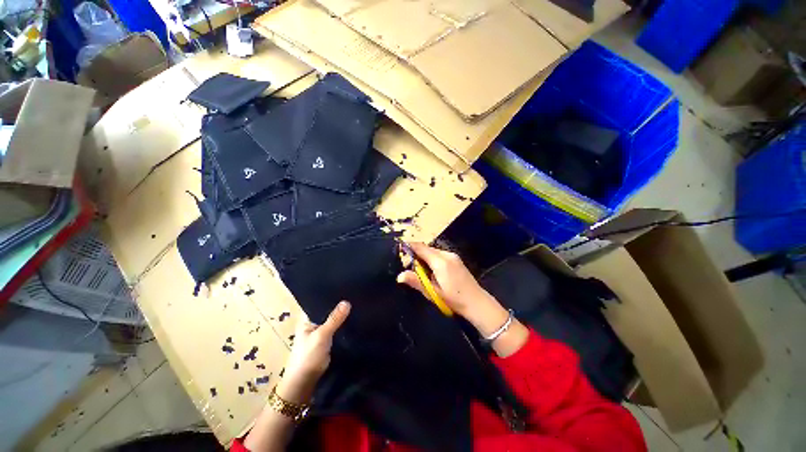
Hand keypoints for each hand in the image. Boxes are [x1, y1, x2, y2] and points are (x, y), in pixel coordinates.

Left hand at [276, 301, 350, 403]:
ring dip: (341, 314)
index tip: (344, 285)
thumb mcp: (321, 335)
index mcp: (306, 318)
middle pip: (327, 309)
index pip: (318, 300)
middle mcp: (313, 321)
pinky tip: (353, 316)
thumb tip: (347, 302)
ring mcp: (320, 330)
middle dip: (338, 303)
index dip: (330, 294)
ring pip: (332, 318)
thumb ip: (334, 319)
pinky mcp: (327, 338)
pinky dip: (342, 323)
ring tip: (356, 301)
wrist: (305, 381)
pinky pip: (336, 326)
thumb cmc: (308, 356)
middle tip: (353, 292)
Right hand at [396, 243, 507, 336]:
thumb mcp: (433, 292)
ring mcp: (453, 256)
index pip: (421, 248)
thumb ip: (416, 281)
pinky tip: (431, 271)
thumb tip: (399, 276)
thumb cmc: (454, 299)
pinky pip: (439, 255)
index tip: (399, 249)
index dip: (409, 246)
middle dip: (416, 254)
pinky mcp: (456, 259)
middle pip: (427, 249)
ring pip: (433, 251)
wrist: (477, 303)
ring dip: (424, 257)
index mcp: (440, 262)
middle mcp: (447, 255)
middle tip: (408, 266)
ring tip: (419, 271)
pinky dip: (432, 259)